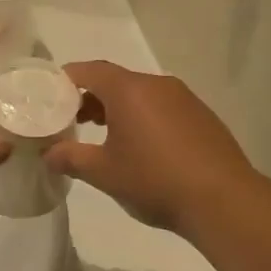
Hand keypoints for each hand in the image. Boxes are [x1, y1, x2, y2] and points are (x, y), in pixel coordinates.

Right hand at [42, 62, 257, 237]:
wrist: (223, 200)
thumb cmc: (154, 180)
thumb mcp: (103, 173)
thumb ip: (70, 158)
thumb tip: (48, 154)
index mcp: (129, 90)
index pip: (89, 70)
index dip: (66, 79)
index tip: (50, 96)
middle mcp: (157, 85)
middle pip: (115, 80)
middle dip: (90, 97)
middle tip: (72, 121)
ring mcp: (184, 99)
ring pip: (141, 94)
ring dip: (118, 109)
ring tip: (104, 137)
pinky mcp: (202, 116)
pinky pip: (162, 107)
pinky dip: (143, 118)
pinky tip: (142, 148)